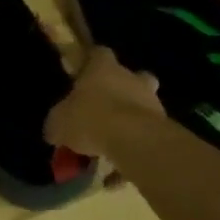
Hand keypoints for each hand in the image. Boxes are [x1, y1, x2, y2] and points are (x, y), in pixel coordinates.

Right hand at [45, 46, 168, 156]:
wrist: (133, 140)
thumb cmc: (90, 118)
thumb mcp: (59, 122)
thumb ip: (58, 122)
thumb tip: (54, 130)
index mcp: (102, 68)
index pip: (99, 53)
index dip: (91, 63)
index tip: (83, 76)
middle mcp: (130, 78)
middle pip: (130, 76)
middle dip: (120, 90)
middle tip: (104, 108)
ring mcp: (152, 101)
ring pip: (142, 105)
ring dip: (130, 119)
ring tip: (113, 142)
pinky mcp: (164, 126)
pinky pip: (147, 134)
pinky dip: (136, 145)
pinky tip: (121, 166)